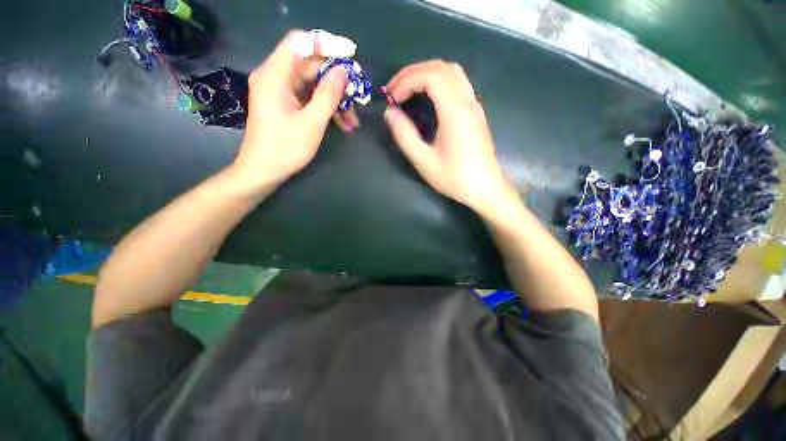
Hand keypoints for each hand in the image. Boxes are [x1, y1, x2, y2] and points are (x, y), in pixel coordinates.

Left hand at [230, 30, 359, 195]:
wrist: (263, 171)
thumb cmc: (286, 148)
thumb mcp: (312, 122)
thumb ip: (328, 95)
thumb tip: (343, 71)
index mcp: (275, 74)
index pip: (300, 43)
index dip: (326, 44)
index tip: (350, 55)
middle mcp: (275, 77)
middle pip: (309, 66)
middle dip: (336, 81)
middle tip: (357, 96)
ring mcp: (280, 92)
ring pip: (313, 85)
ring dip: (335, 100)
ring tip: (353, 120)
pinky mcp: (286, 105)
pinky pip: (309, 99)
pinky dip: (325, 109)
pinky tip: (343, 124)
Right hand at [383, 60, 510, 214]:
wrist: (485, 188)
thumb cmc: (454, 178)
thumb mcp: (424, 161)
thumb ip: (405, 136)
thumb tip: (390, 113)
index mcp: (455, 112)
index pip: (431, 76)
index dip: (407, 81)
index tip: (392, 99)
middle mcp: (467, 101)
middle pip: (441, 67)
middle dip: (413, 72)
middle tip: (394, 90)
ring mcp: (474, 105)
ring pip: (451, 72)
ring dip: (426, 74)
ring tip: (408, 90)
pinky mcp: (476, 112)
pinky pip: (458, 83)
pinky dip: (438, 81)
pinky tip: (427, 98)